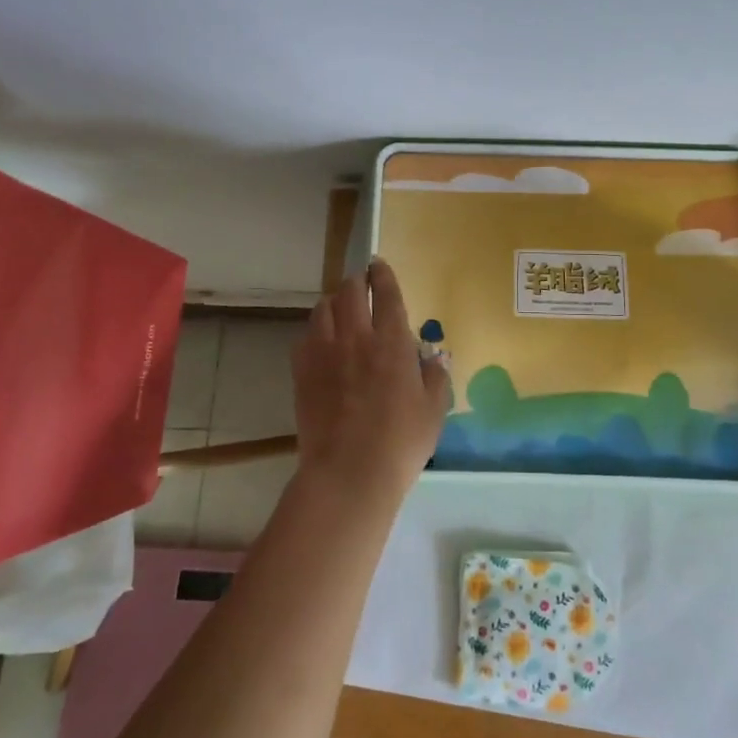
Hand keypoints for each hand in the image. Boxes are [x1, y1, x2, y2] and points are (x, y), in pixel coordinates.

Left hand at [291, 259, 449, 504]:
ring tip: (340, 309)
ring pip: (323, 308)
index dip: (383, 275)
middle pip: (350, 291)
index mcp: (392, 342)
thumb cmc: (401, 442)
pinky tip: (322, 342)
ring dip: (334, 302)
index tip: (378, 265)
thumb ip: (435, 376)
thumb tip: (433, 357)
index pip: (386, 293)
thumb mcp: (433, 410)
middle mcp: (356, 337)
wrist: (349, 472)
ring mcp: (324, 352)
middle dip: (356, 281)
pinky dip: (316, 330)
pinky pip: (305, 336)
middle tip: (361, 284)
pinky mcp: (301, 370)